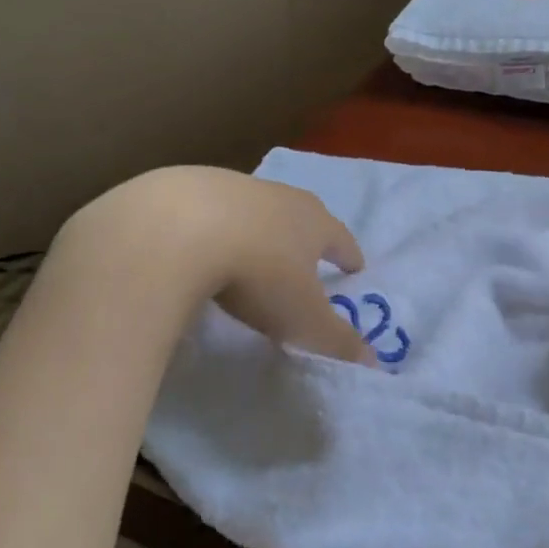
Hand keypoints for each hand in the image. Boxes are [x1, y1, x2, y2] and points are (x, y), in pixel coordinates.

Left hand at [70, 167, 375, 365]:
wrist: (175, 230)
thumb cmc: (258, 274)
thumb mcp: (303, 320)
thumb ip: (337, 341)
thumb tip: (373, 362)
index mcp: (313, 222)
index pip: (341, 239)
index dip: (349, 256)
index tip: (355, 267)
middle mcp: (278, 196)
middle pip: (301, 214)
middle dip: (306, 236)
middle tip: (307, 256)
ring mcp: (230, 186)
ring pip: (254, 208)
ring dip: (258, 228)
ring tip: (251, 252)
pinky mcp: (184, 185)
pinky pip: (208, 209)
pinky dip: (212, 226)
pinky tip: (198, 246)